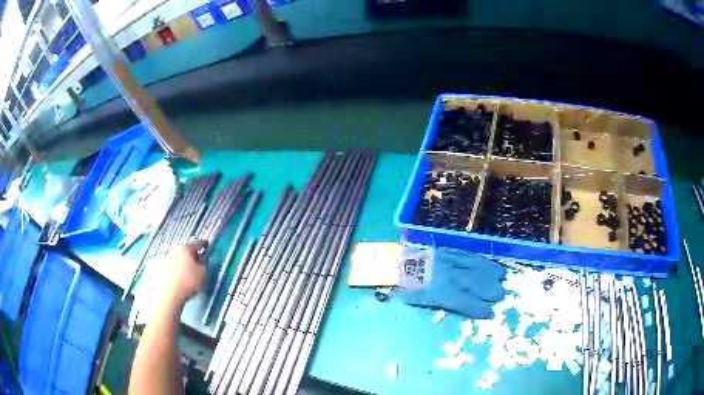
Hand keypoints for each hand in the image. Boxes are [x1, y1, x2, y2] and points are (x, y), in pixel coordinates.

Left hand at [161, 240, 206, 306]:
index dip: (203, 244)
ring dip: (182, 263)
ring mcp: (166, 259)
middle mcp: (174, 250)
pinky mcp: (160, 269)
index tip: (206, 244)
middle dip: (191, 256)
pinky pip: (171, 267)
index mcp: (185, 248)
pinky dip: (176, 270)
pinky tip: (179, 278)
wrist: (170, 293)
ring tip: (188, 272)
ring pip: (177, 259)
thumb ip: (203, 265)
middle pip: (185, 251)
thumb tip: (201, 261)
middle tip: (197, 263)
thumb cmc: (189, 280)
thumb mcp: (202, 273)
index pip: (197, 244)